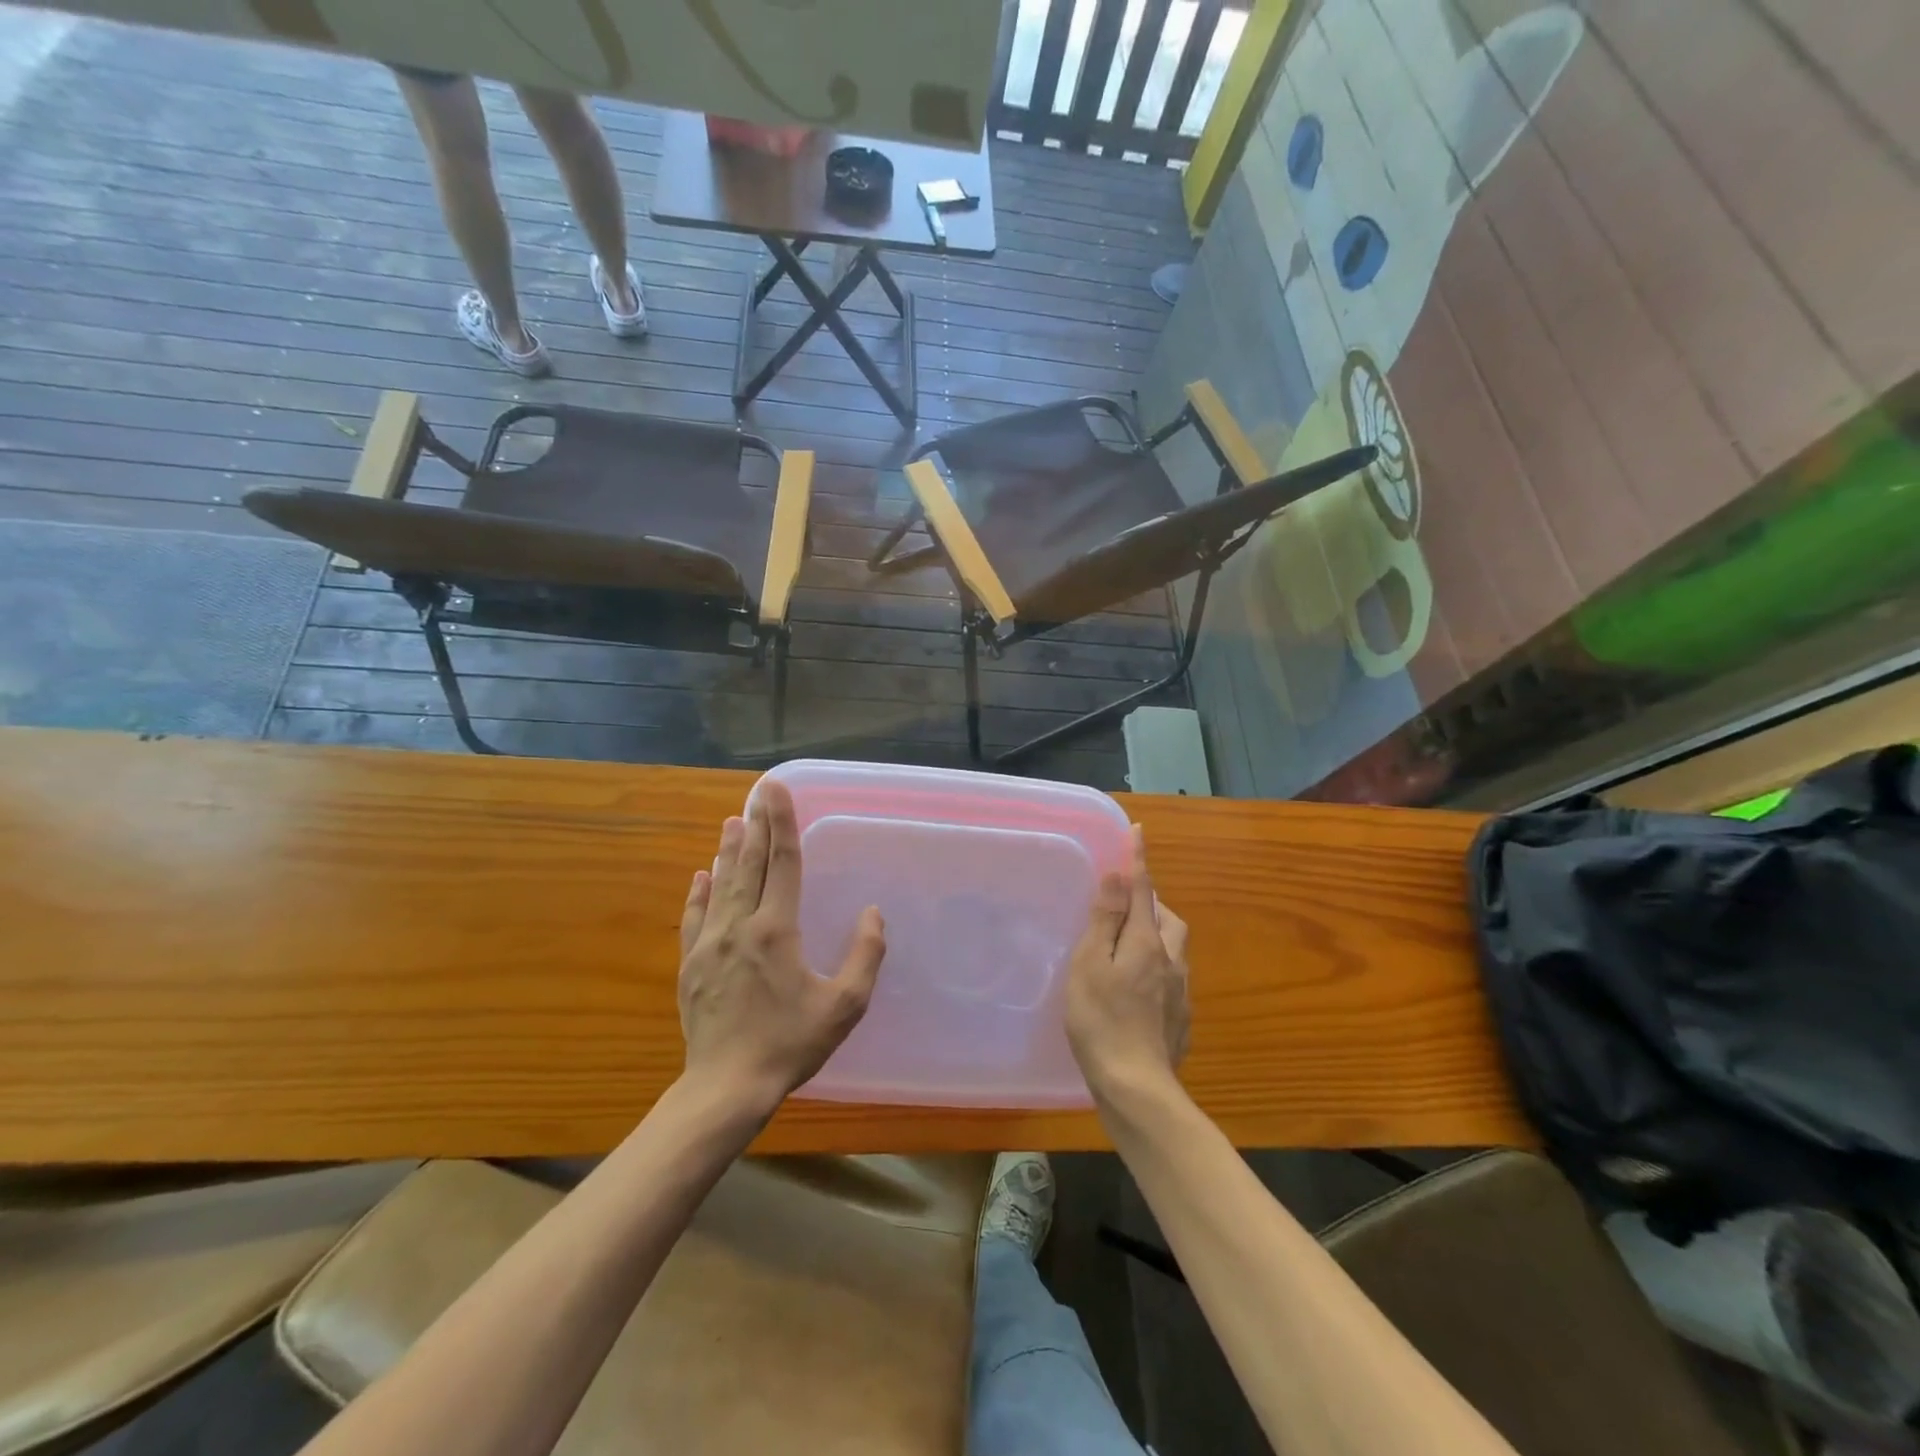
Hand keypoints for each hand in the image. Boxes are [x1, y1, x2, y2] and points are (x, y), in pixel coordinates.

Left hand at [677, 780, 885, 1114]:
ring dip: (728, 852)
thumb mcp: (844, 1004)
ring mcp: (709, 945)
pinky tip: (700, 876)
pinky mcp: (691, 965)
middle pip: (749, 865)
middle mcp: (740, 927)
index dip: (782, 824)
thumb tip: (873, 914)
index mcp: (776, 930)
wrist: (727, 1087)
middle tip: (756, 793)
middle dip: (755, 825)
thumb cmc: (791, 1044)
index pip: (783, 864)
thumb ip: (865, 955)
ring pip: (721, 886)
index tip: (776, 790)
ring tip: (731, 821)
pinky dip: (700, 893)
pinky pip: (695, 918)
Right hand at [1064, 827, 1189, 1101]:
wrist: (1136, 1086)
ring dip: (1156, 936)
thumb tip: (1120, 876)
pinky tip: (1137, 991)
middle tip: (1123, 909)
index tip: (1138, 832)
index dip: (1139, 860)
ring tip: (1127, 948)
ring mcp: (1181, 993)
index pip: (1144, 890)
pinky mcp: (1181, 1019)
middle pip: (1168, 919)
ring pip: (1174, 949)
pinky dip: (1156, 969)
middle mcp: (1172, 961)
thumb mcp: (1091, 963)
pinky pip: (1172, 979)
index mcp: (1148, 942)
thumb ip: (1106, 919)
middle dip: (1151, 904)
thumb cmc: (1101, 1019)